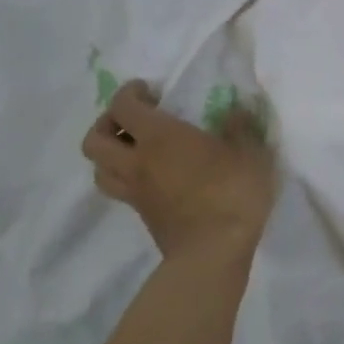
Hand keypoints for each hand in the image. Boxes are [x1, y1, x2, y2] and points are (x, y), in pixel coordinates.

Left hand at [83, 80, 277, 268]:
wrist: (213, 253)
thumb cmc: (232, 193)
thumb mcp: (249, 153)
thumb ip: (239, 128)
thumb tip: (234, 112)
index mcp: (160, 137)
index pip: (123, 107)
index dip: (129, 93)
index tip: (149, 90)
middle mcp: (138, 162)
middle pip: (94, 140)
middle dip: (106, 123)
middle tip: (132, 120)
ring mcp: (136, 193)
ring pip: (99, 169)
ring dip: (109, 154)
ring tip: (134, 149)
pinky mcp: (143, 216)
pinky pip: (119, 190)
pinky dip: (125, 177)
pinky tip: (153, 176)